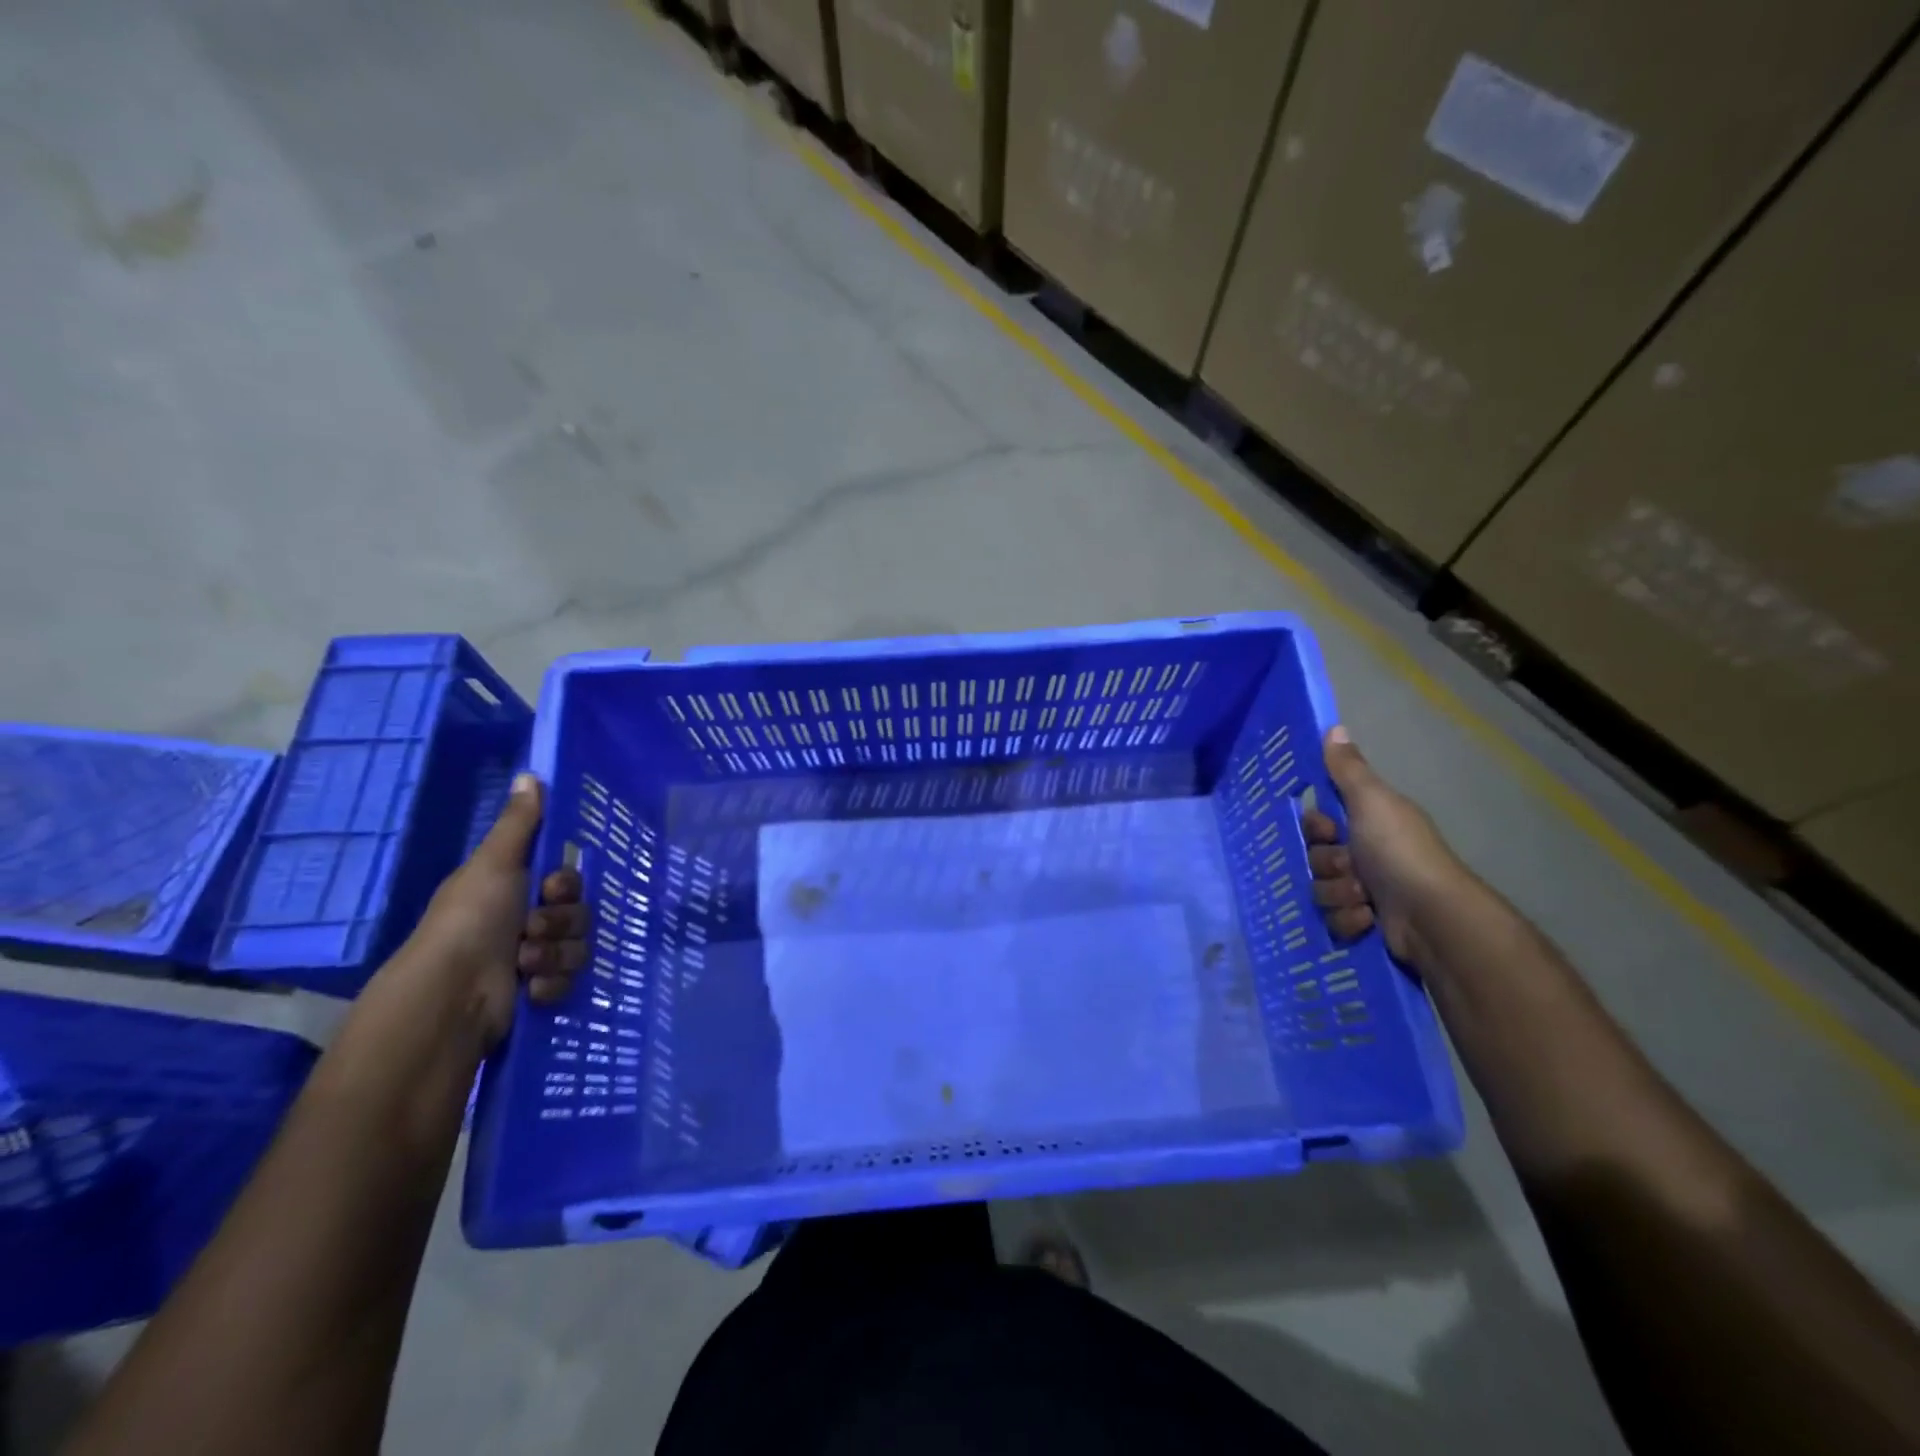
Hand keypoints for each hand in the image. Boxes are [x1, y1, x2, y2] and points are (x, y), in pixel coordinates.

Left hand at [399, 772, 588, 1046]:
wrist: (451, 996)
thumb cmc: (470, 921)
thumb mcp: (494, 864)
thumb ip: (519, 823)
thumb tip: (529, 773)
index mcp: (512, 889)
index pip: (567, 879)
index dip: (567, 884)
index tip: (552, 888)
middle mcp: (523, 921)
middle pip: (578, 912)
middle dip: (560, 922)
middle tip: (532, 929)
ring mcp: (531, 959)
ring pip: (578, 946)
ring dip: (554, 954)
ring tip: (524, 965)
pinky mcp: (537, 992)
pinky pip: (570, 980)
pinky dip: (551, 984)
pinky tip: (529, 990)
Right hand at [1303, 727, 1466, 965]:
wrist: (1431, 915)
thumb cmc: (1399, 851)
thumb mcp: (1371, 801)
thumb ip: (1348, 769)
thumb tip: (1334, 727)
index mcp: (1368, 823)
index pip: (1320, 822)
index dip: (1316, 827)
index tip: (1328, 830)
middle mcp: (1367, 854)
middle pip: (1316, 857)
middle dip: (1328, 865)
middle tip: (1350, 867)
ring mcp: (1366, 891)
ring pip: (1321, 889)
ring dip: (1339, 894)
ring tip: (1364, 898)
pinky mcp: (1365, 924)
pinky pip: (1334, 920)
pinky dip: (1349, 920)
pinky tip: (1368, 918)